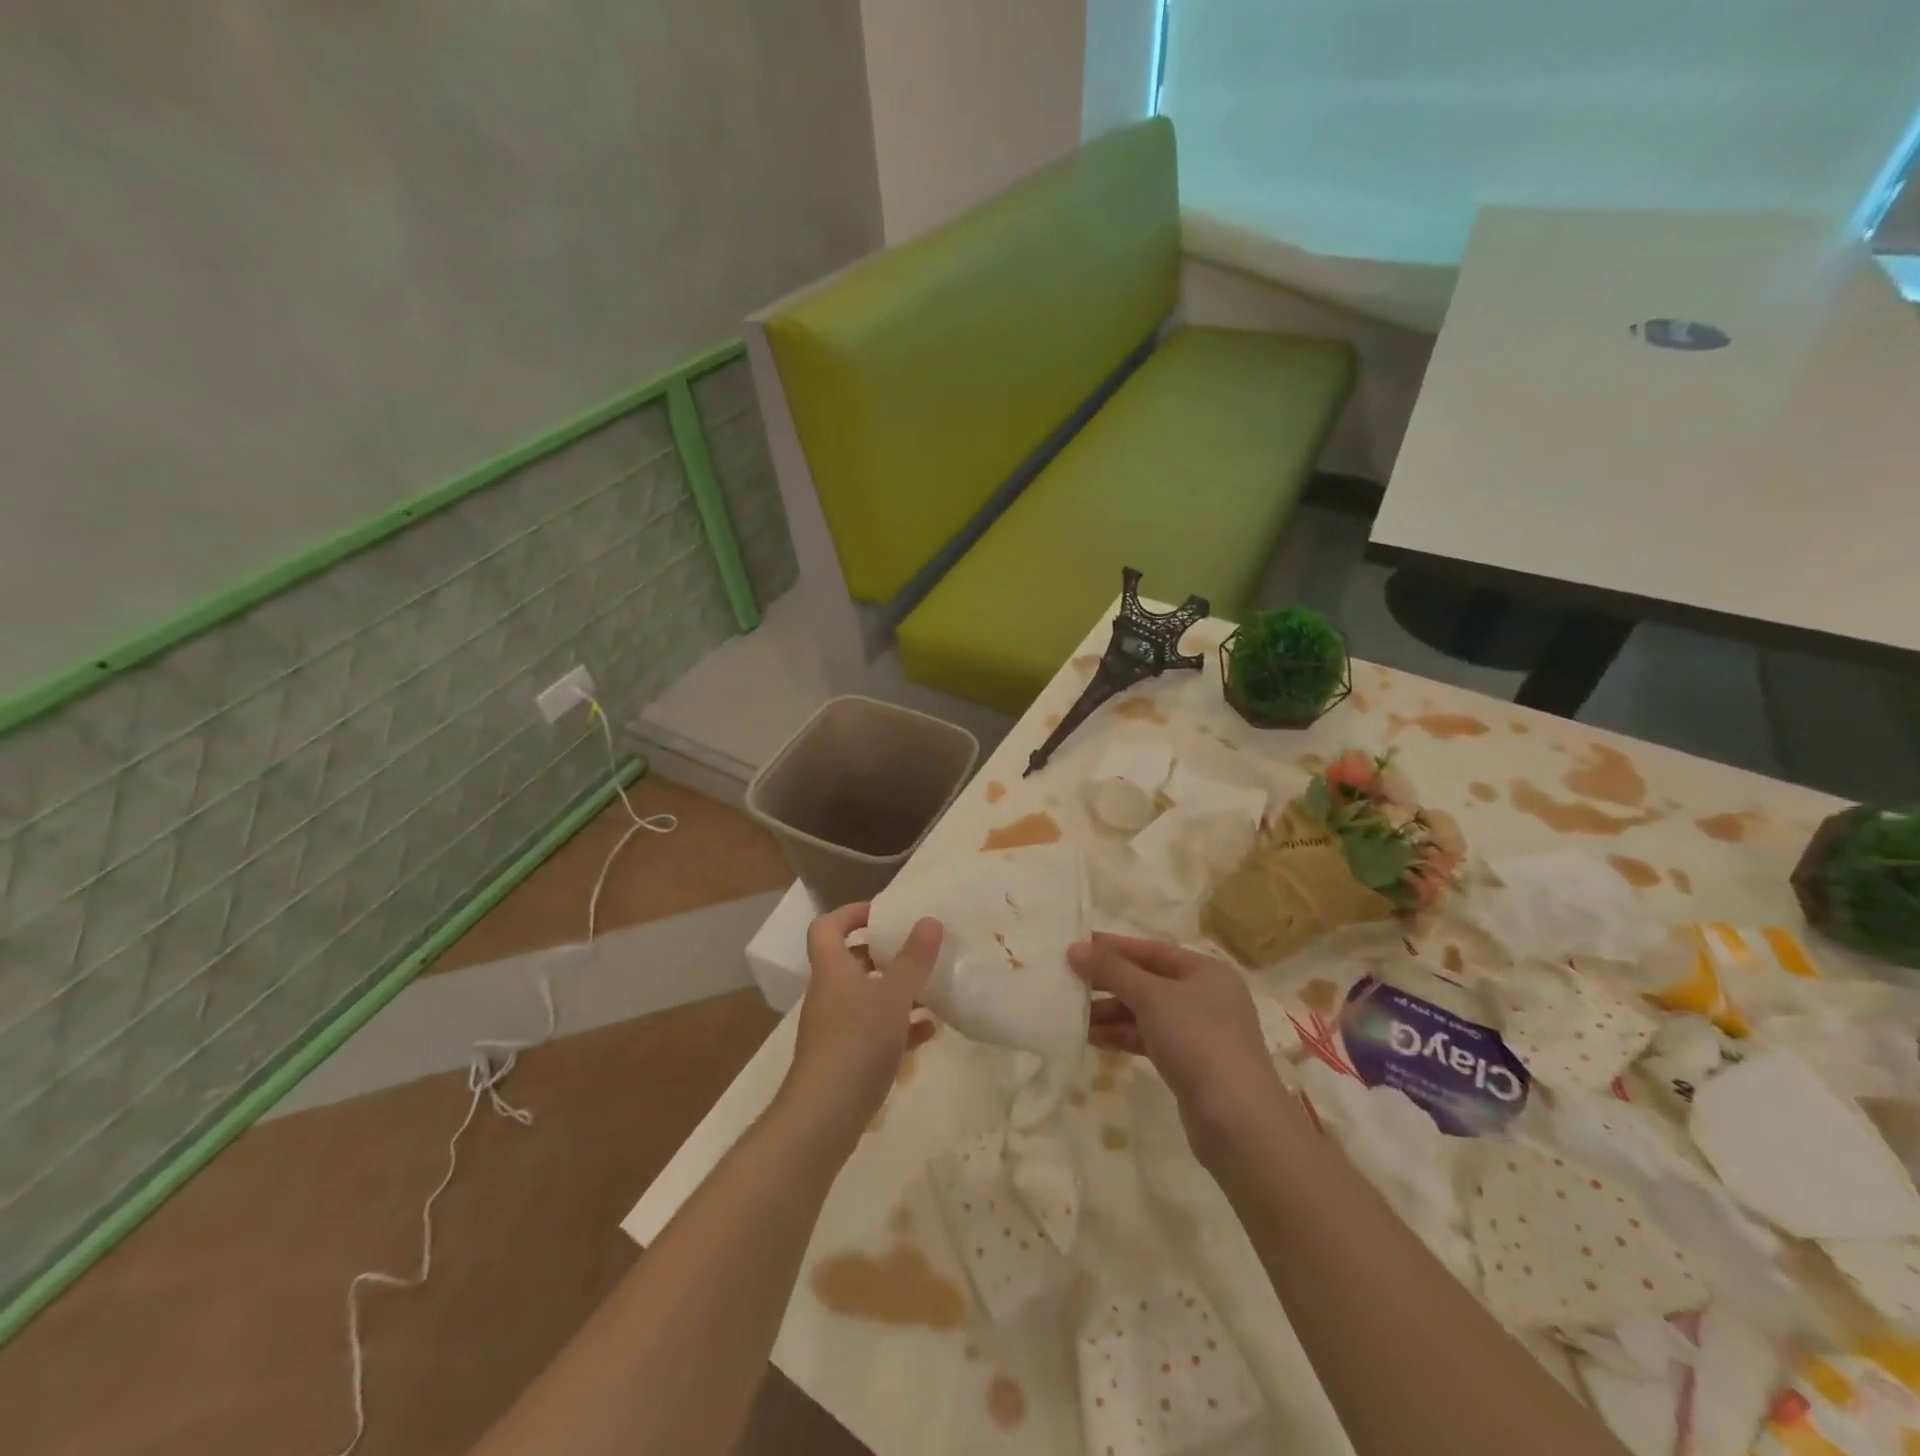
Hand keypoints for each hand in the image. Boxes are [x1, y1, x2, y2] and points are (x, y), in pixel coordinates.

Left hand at [778, 903, 942, 1146]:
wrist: (824, 1116)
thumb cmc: (857, 1042)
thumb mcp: (893, 995)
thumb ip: (914, 959)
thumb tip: (930, 920)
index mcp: (833, 970)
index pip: (827, 927)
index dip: (851, 913)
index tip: (883, 913)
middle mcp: (830, 994)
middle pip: (852, 961)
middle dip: (885, 954)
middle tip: (917, 950)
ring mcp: (837, 1028)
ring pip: (868, 998)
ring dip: (898, 992)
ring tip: (933, 990)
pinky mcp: (847, 1058)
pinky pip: (876, 1031)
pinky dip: (900, 1027)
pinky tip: (929, 1032)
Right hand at [1067, 933, 1287, 1162]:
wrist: (1237, 1121)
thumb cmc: (1198, 1040)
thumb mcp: (1151, 997)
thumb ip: (1112, 970)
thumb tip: (1074, 948)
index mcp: (1206, 971)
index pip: (1151, 950)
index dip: (1113, 948)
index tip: (1076, 948)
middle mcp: (1205, 997)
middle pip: (1147, 981)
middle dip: (1108, 983)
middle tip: (1069, 982)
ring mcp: (1199, 1033)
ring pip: (1145, 1013)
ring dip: (1110, 1013)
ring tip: (1073, 1016)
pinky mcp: (1190, 1064)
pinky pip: (1149, 1039)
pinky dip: (1122, 1036)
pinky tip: (1092, 1039)